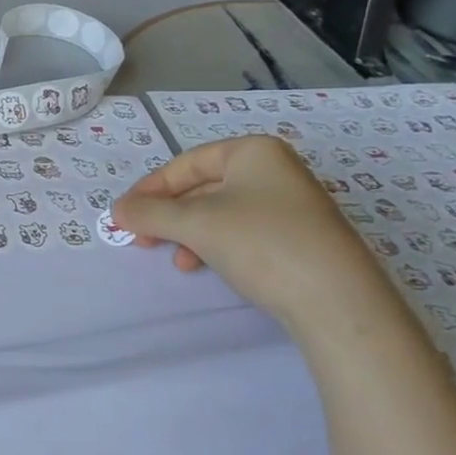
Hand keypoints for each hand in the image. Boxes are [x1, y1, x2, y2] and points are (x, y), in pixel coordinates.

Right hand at [110, 133, 402, 340]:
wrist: (338, 303)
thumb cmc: (262, 243)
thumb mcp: (195, 223)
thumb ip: (149, 213)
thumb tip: (117, 210)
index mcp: (253, 151)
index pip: (186, 164)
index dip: (150, 189)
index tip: (124, 216)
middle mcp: (275, 170)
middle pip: (202, 188)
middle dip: (169, 215)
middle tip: (141, 240)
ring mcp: (291, 205)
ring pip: (220, 213)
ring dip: (189, 234)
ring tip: (177, 261)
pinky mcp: (300, 239)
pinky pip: (243, 232)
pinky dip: (216, 245)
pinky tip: (205, 267)